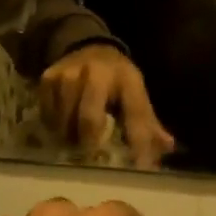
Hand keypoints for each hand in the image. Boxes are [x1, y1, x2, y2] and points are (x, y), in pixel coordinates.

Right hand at [40, 46, 174, 168]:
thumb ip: (148, 123)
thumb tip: (168, 147)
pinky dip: (54, 126)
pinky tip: (61, 127)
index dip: (138, 144)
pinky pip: (47, 114)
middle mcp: (97, 73)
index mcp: (127, 79)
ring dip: (69, 137)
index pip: (135, 115)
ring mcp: (69, 74)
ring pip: (65, 120)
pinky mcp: (48, 78)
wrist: (89, 47)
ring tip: (74, 142)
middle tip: (90, 158)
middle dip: (90, 143)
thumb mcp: (136, 94)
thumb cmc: (117, 80)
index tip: (139, 168)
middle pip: (90, 119)